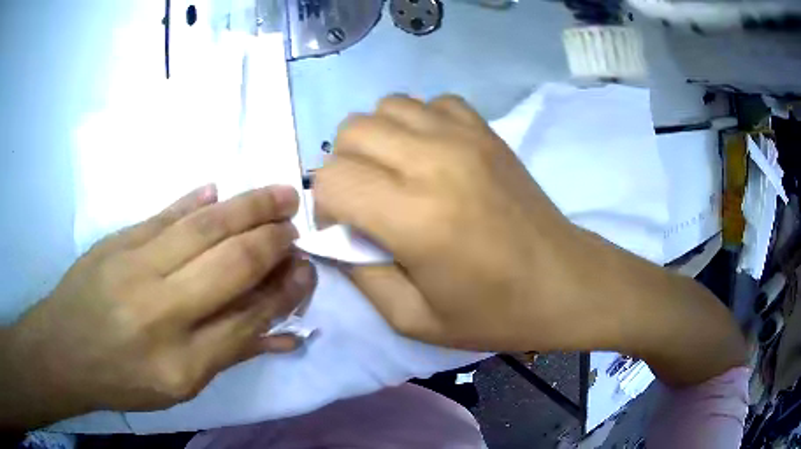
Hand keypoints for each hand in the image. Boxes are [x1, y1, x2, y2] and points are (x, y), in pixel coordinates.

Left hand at [1, 185, 315, 427]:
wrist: (64, 351)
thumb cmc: (123, 380)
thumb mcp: (180, 388)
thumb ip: (230, 355)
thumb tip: (282, 333)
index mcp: (183, 363)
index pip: (247, 318)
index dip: (282, 291)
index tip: (303, 270)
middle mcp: (162, 312)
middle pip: (230, 265)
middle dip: (272, 241)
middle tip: (294, 224)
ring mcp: (135, 267)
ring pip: (203, 229)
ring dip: (247, 208)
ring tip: (278, 194)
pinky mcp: (117, 241)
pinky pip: (163, 216)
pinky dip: (193, 202)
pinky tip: (216, 190)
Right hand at [315, 95, 745, 384]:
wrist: (566, 283)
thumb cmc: (496, 312)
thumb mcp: (414, 319)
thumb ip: (361, 275)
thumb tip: (338, 237)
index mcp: (416, 216)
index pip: (331, 180)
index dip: (327, 207)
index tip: (349, 230)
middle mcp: (435, 161)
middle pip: (351, 132)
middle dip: (345, 168)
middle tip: (369, 202)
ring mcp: (465, 136)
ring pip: (385, 107)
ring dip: (377, 141)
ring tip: (397, 175)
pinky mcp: (487, 129)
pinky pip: (430, 103)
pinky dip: (418, 123)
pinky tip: (432, 155)